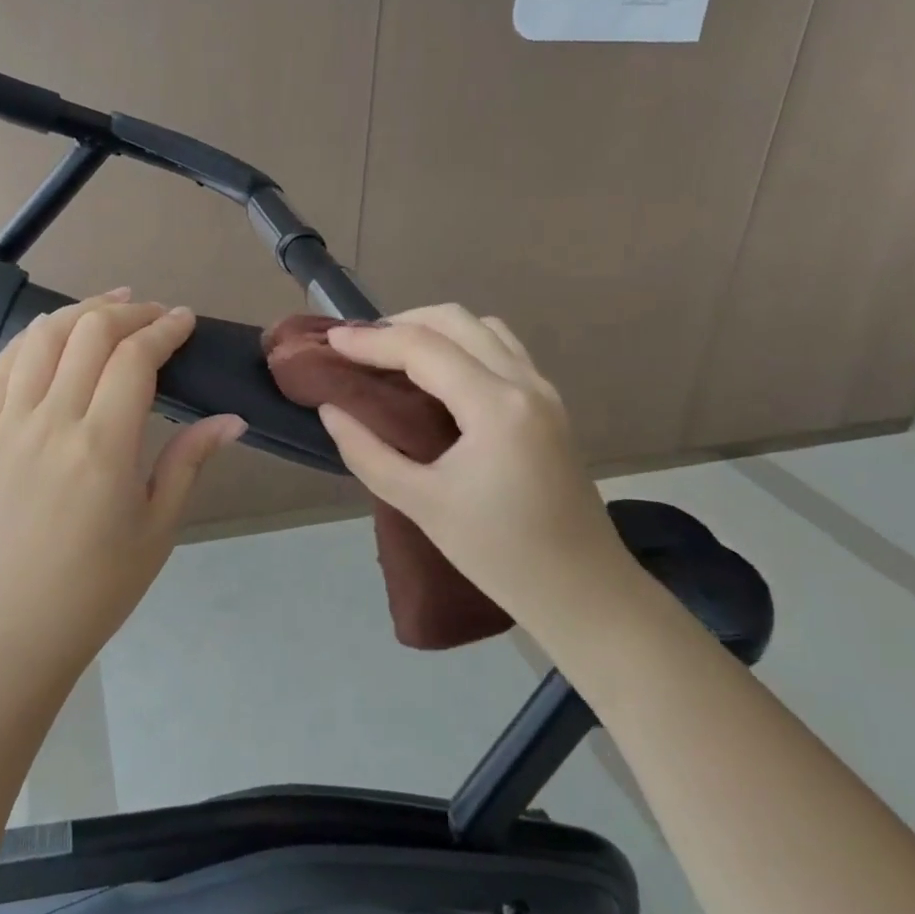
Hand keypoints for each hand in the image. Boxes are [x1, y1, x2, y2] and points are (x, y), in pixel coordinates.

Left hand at [0, 289, 246, 678]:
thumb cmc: (102, 583)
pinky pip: (2, 367)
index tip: (185, 321)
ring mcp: (9, 426)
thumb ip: (190, 459)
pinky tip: (54, 334)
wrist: (20, 624)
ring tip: (110, 308)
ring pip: (40, 338)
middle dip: (128, 312)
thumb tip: (232, 419)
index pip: (134, 359)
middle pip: (87, 334)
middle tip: (155, 314)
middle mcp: (51, 423)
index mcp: (102, 447)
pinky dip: (32, 339)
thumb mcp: (159, 525)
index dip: (164, 329)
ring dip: (79, 312)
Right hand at [317, 306, 632, 627]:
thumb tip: (331, 410)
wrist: (583, 592)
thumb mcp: (421, 504)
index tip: (331, 341)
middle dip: (402, 322)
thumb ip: (368, 452)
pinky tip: (438, 376)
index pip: (423, 347)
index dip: (371, 340)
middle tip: (361, 347)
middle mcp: (525, 383)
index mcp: (495, 406)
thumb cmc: (499, 554)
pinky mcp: (549, 406)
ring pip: (484, 328)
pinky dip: (463, 345)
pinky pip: (502, 350)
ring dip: (436, 329)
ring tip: (395, 355)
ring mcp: (544, 391)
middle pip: (457, 321)